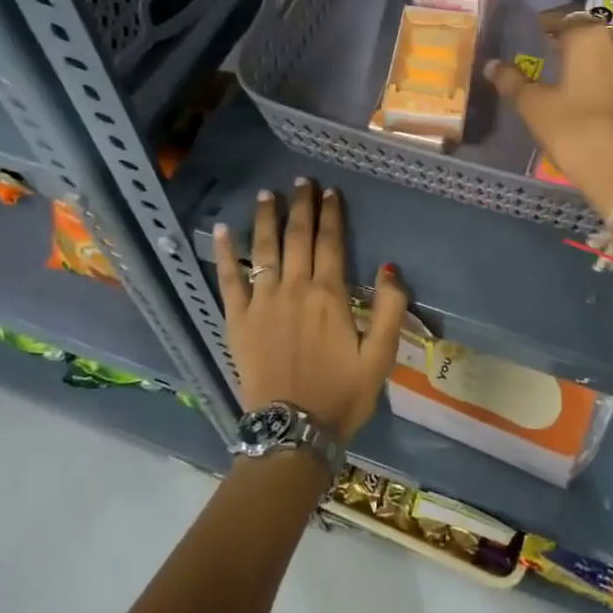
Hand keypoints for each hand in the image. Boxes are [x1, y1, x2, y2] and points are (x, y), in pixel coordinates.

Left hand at [213, 180, 407, 440]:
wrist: (293, 431)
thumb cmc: (342, 394)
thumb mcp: (381, 356)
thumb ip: (390, 308)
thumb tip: (389, 265)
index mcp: (330, 294)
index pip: (331, 242)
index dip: (331, 214)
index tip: (330, 192)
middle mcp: (294, 288)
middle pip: (298, 236)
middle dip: (301, 205)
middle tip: (301, 181)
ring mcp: (262, 301)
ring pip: (264, 248)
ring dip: (266, 218)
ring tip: (267, 194)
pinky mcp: (238, 319)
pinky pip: (228, 278)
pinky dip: (224, 253)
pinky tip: (222, 230)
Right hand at [487, 14, 612, 221]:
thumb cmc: (576, 132)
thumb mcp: (535, 107)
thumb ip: (513, 82)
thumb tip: (492, 65)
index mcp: (590, 38)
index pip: (566, 16)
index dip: (549, 21)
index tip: (536, 27)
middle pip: (592, 30)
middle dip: (571, 35)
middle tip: (550, 45)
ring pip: (610, 50)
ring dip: (590, 54)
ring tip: (569, 69)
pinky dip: (604, 74)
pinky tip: (590, 92)